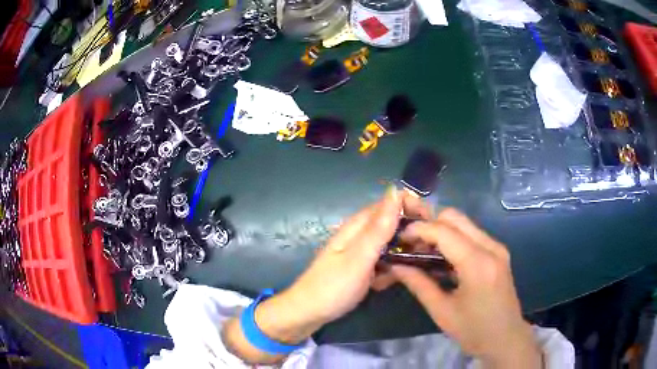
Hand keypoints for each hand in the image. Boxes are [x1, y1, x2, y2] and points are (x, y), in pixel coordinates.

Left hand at [281, 186, 422, 325]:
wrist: (309, 313)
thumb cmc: (332, 286)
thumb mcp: (359, 257)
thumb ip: (379, 227)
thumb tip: (395, 190)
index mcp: (359, 225)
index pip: (391, 203)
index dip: (412, 206)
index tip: (430, 223)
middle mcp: (362, 235)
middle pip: (394, 224)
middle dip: (412, 234)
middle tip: (425, 251)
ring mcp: (362, 253)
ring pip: (392, 245)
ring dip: (402, 255)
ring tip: (408, 270)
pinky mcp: (363, 268)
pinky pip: (384, 263)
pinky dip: (389, 270)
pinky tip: (385, 284)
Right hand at [390, 209, 540, 367]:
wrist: (506, 338)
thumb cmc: (474, 331)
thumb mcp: (442, 311)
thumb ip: (419, 284)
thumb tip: (396, 266)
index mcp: (477, 263)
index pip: (444, 231)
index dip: (419, 229)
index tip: (400, 238)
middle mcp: (491, 247)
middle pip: (455, 217)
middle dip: (430, 225)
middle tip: (413, 245)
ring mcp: (497, 248)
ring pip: (464, 223)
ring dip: (441, 231)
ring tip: (424, 252)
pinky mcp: (498, 252)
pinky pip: (472, 234)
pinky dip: (454, 239)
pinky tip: (443, 259)